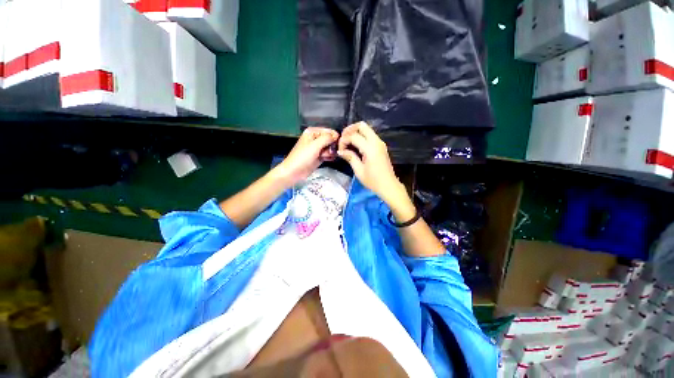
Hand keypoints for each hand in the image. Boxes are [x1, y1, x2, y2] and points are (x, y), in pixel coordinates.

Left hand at [275, 127, 339, 186]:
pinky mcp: (319, 156)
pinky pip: (328, 154)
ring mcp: (317, 148)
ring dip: (330, 152)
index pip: (328, 131)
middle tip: (329, 151)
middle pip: (330, 139)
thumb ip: (327, 138)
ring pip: (330, 147)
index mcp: (312, 132)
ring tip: (324, 156)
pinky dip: (329, 157)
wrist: (295, 171)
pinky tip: (327, 159)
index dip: (334, 137)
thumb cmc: (303, 157)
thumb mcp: (315, 145)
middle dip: (332, 145)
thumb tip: (337, 135)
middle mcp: (315, 139)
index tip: (337, 143)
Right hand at [337, 122, 407, 206]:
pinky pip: (370, 135)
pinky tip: (355, 145)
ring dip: (355, 132)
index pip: (354, 136)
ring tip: (347, 142)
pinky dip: (361, 136)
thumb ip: (350, 158)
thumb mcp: (359, 171)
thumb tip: (340, 151)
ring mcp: (380, 143)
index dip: (344, 140)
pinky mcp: (381, 146)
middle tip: (342, 139)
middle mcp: (376, 142)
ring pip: (367, 129)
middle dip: (350, 130)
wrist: (388, 186)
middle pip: (362, 126)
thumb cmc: (373, 181)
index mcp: (370, 148)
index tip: (340, 150)